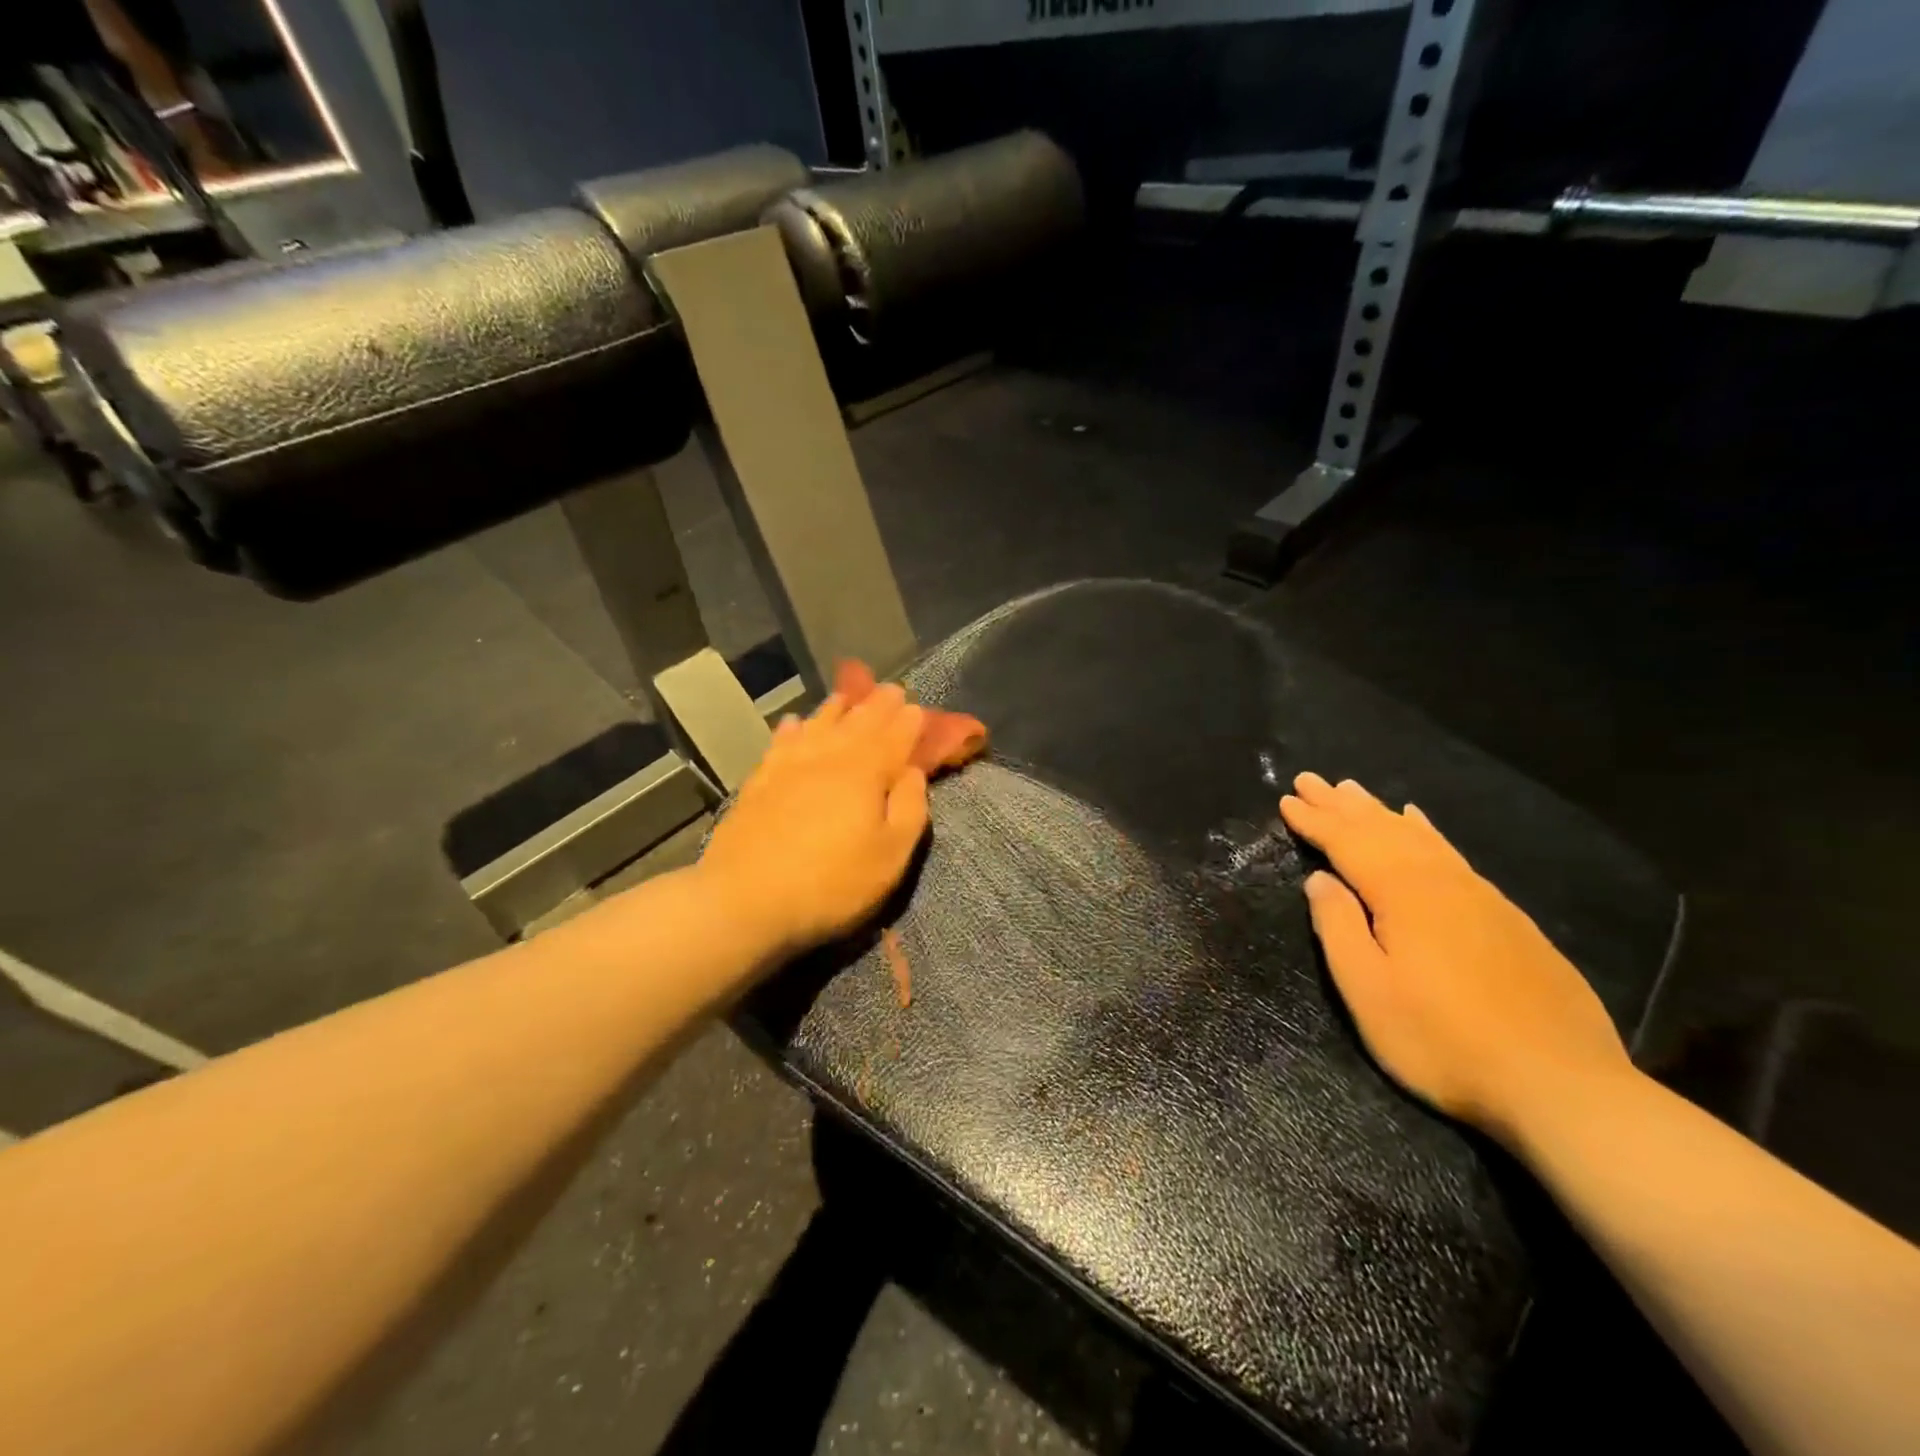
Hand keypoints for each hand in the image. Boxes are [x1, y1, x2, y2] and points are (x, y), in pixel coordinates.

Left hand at [698, 684, 930, 959]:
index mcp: (865, 772)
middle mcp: (828, 758)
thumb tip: (913, 773)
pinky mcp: (759, 782)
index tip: (917, 708)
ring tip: (846, 696)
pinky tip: (794, 723)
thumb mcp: (889, 857)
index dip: (908, 722)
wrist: (744, 900)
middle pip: (858, 723)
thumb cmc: (830, 884)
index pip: (894, 737)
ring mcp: (789, 767)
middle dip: (877, 705)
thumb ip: (910, 810)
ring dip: (836, 709)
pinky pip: (781, 744)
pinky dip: (792, 730)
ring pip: (818, 726)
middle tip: (891, 690)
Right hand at [1280, 772, 1634, 1146]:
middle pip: (1382, 829)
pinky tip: (1422, 823)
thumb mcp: (1369, 991)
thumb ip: (1339, 928)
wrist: (1560, 1085)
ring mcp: (1480, 896)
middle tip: (1311, 778)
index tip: (1287, 799)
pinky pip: (1451, 853)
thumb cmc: (1442, 1041)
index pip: (1348, 844)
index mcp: (1402, 895)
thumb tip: (1320, 880)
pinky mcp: (1506, 917)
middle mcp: (1441, 881)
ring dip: (1380, 811)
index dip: (1315, 821)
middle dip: (1342, 804)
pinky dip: (1427, 830)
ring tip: (1354, 789)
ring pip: (1419, 836)